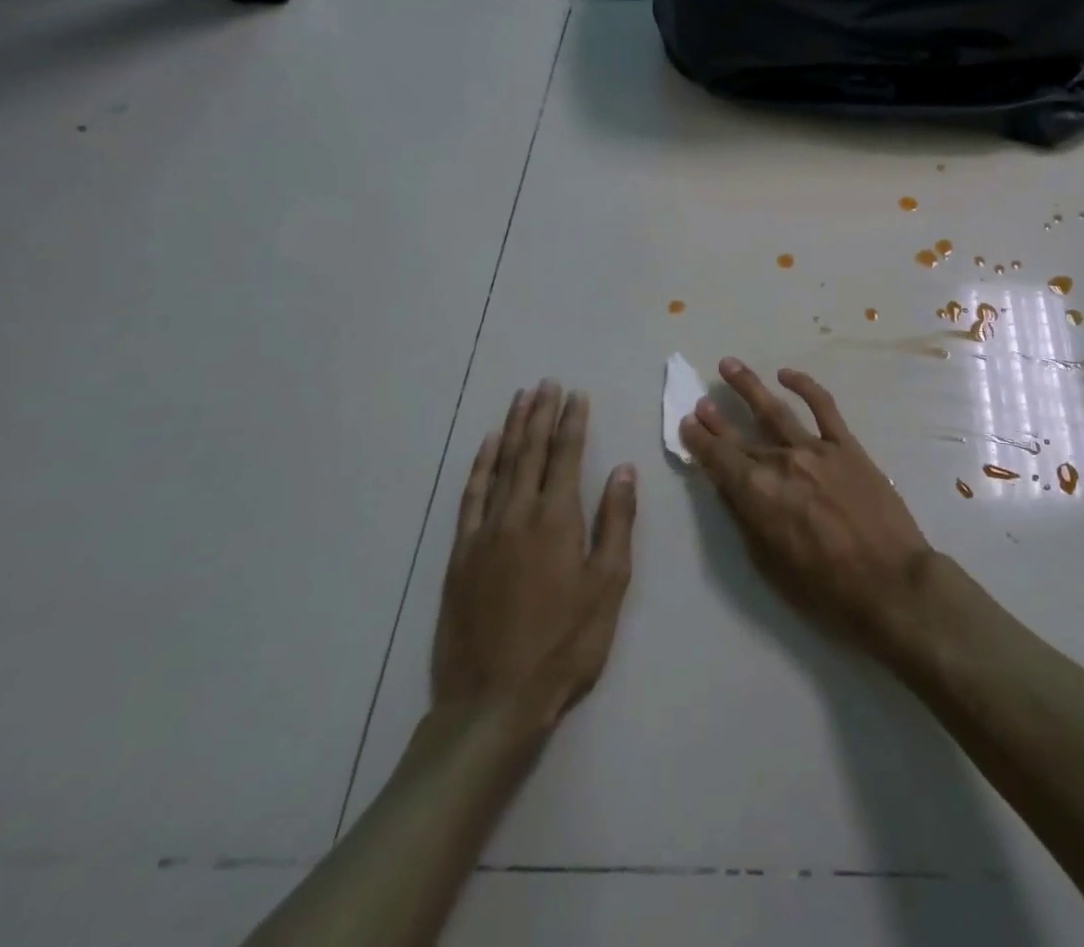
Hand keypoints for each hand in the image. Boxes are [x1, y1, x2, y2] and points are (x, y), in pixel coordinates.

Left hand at [432, 381, 636, 729]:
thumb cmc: (565, 643)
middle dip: (540, 414)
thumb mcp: (608, 585)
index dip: (572, 422)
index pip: (565, 456)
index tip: (576, 394)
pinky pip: (470, 497)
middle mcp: (517, 514)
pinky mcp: (460, 554)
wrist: (494, 700)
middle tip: (546, 383)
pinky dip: (478, 466)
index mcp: (557, 519)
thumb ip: (615, 522)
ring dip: (511, 429)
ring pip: (499, 466)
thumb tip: (623, 470)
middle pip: (529, 451)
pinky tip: (485, 448)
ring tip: (520, 400)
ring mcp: (484, 532)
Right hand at [679, 358, 934, 655]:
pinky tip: (787, 374)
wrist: (891, 582)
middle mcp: (781, 462)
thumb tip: (732, 487)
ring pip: (774, 409)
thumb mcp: (770, 564)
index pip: (719, 460)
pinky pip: (823, 406)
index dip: (699, 441)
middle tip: (700, 400)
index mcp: (758, 494)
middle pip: (741, 435)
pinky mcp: (847, 445)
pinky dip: (805, 385)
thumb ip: (747, 519)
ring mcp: (816, 449)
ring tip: (729, 365)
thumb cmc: (826, 588)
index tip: (687, 423)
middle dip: (716, 418)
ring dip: (749, 386)